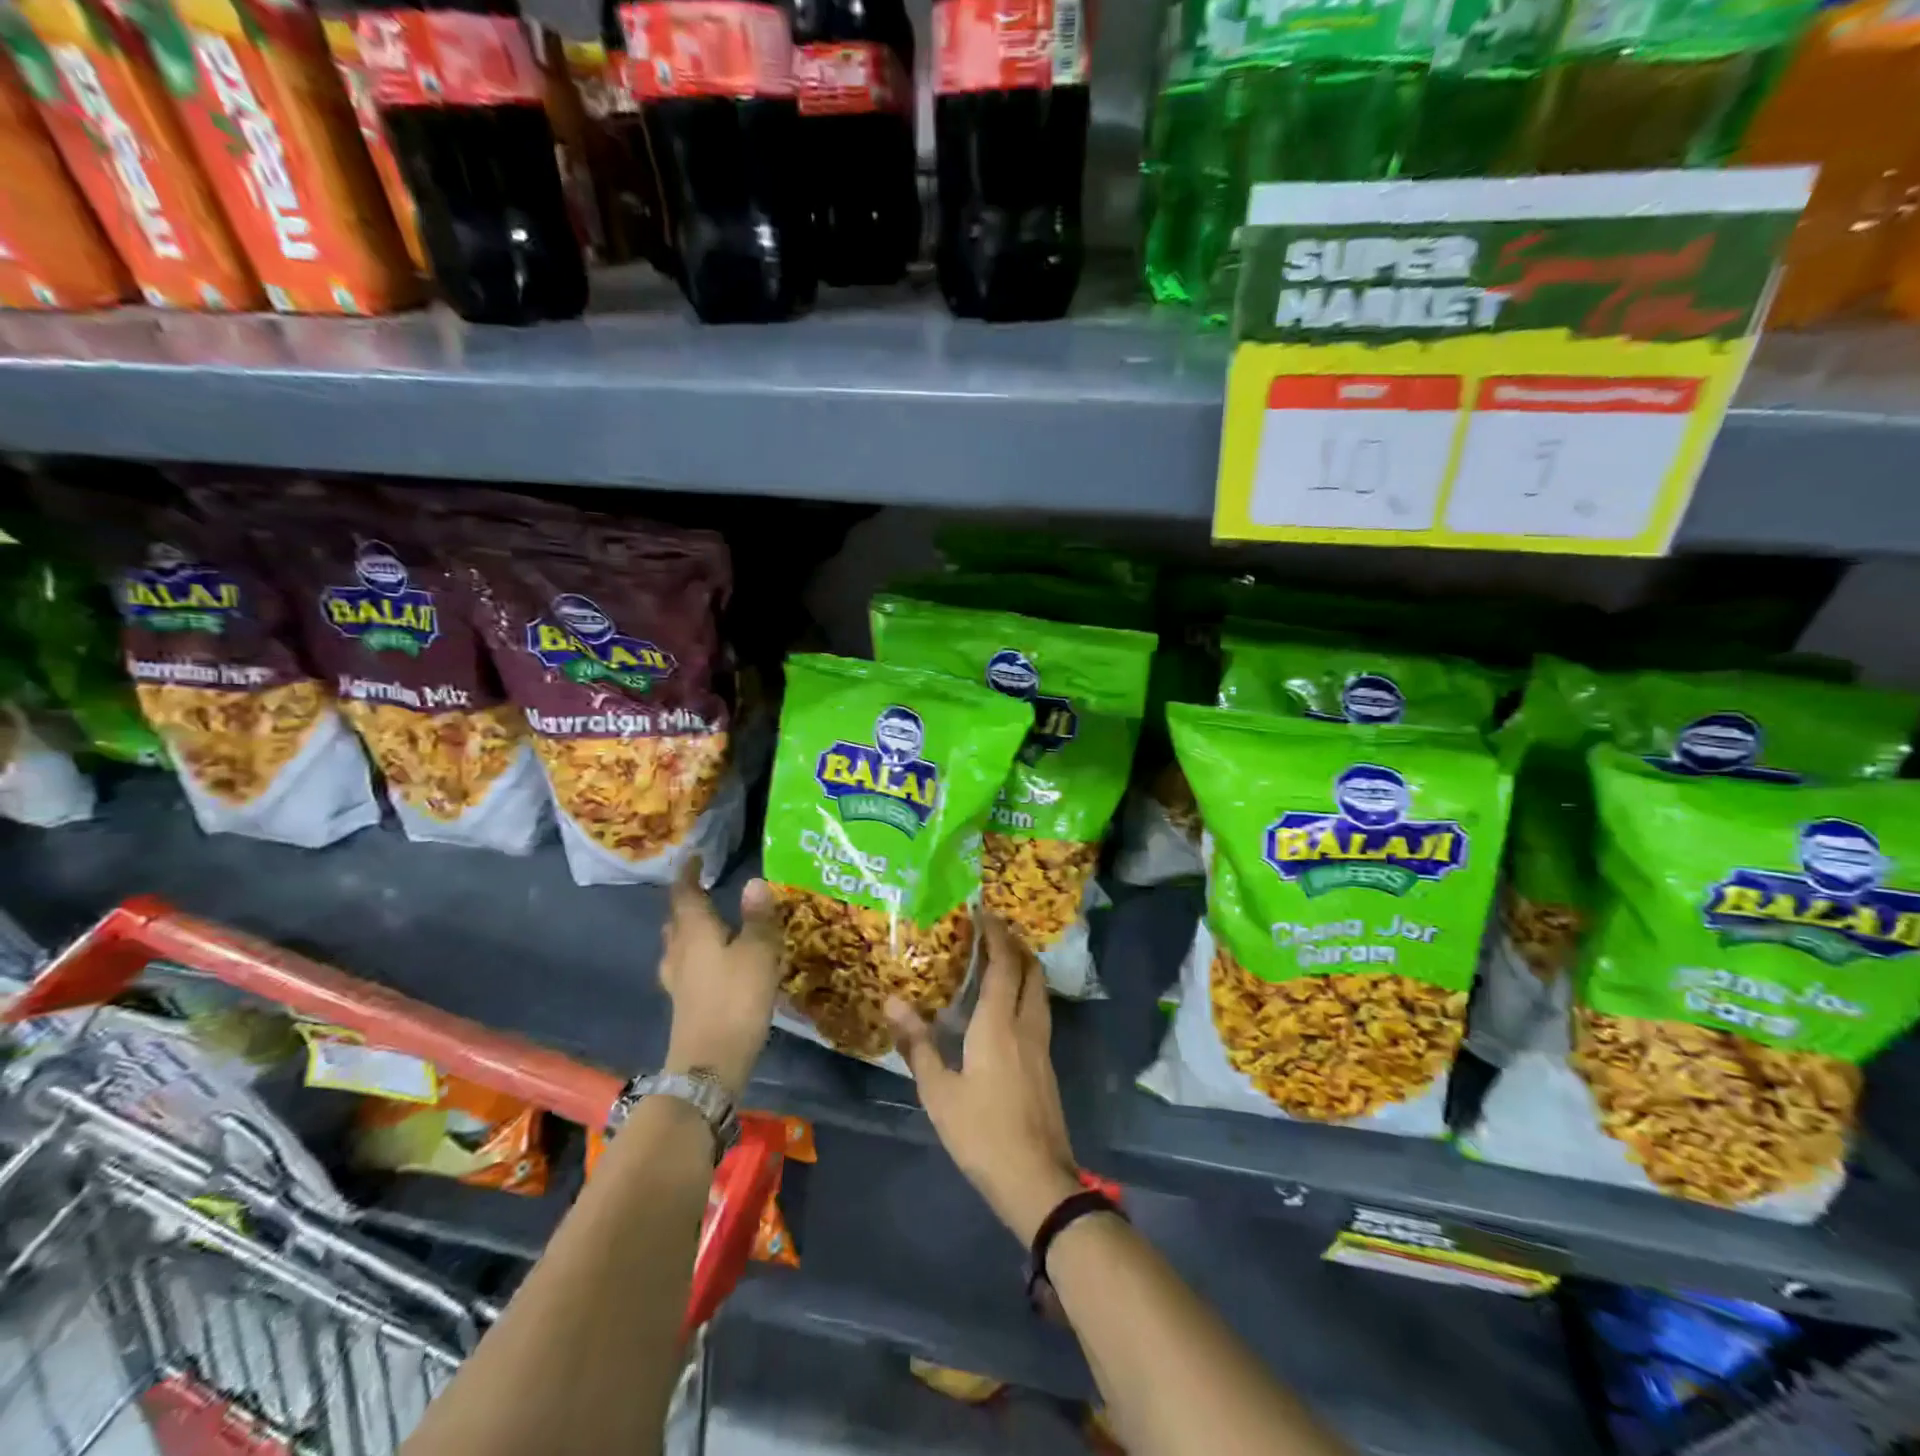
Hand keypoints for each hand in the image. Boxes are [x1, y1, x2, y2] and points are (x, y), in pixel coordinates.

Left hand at [660, 860, 784, 1099]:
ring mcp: (678, 980)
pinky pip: (686, 966)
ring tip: (709, 922)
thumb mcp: (758, 952)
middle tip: (703, 888)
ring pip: (678, 944)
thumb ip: (757, 917)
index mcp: (694, 931)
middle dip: (686, 901)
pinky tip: (712, 963)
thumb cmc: (736, 998)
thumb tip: (754, 882)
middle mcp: (679, 951)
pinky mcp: (684, 1003)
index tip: (694, 858)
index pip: (685, 893)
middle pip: (676, 919)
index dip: (688, 874)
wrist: (711, 1064)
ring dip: (689, 929)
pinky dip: (696, 954)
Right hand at [887, 915, 1081, 1244]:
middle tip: (993, 933)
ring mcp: (1042, 1045)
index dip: (997, 936)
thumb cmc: (981, 1133)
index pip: (1004, 965)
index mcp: (999, 1024)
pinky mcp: (1047, 1065)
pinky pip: (1039, 1012)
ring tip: (1001, 962)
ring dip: (1025, 969)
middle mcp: (1027, 1025)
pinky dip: (1027, 994)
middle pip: (1031, 971)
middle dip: (1016, 946)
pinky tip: (1008, 1009)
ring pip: (1040, 992)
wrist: (1036, 1180)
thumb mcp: (939, 1092)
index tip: (984, 914)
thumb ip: (918, 1044)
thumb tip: (893, 1001)